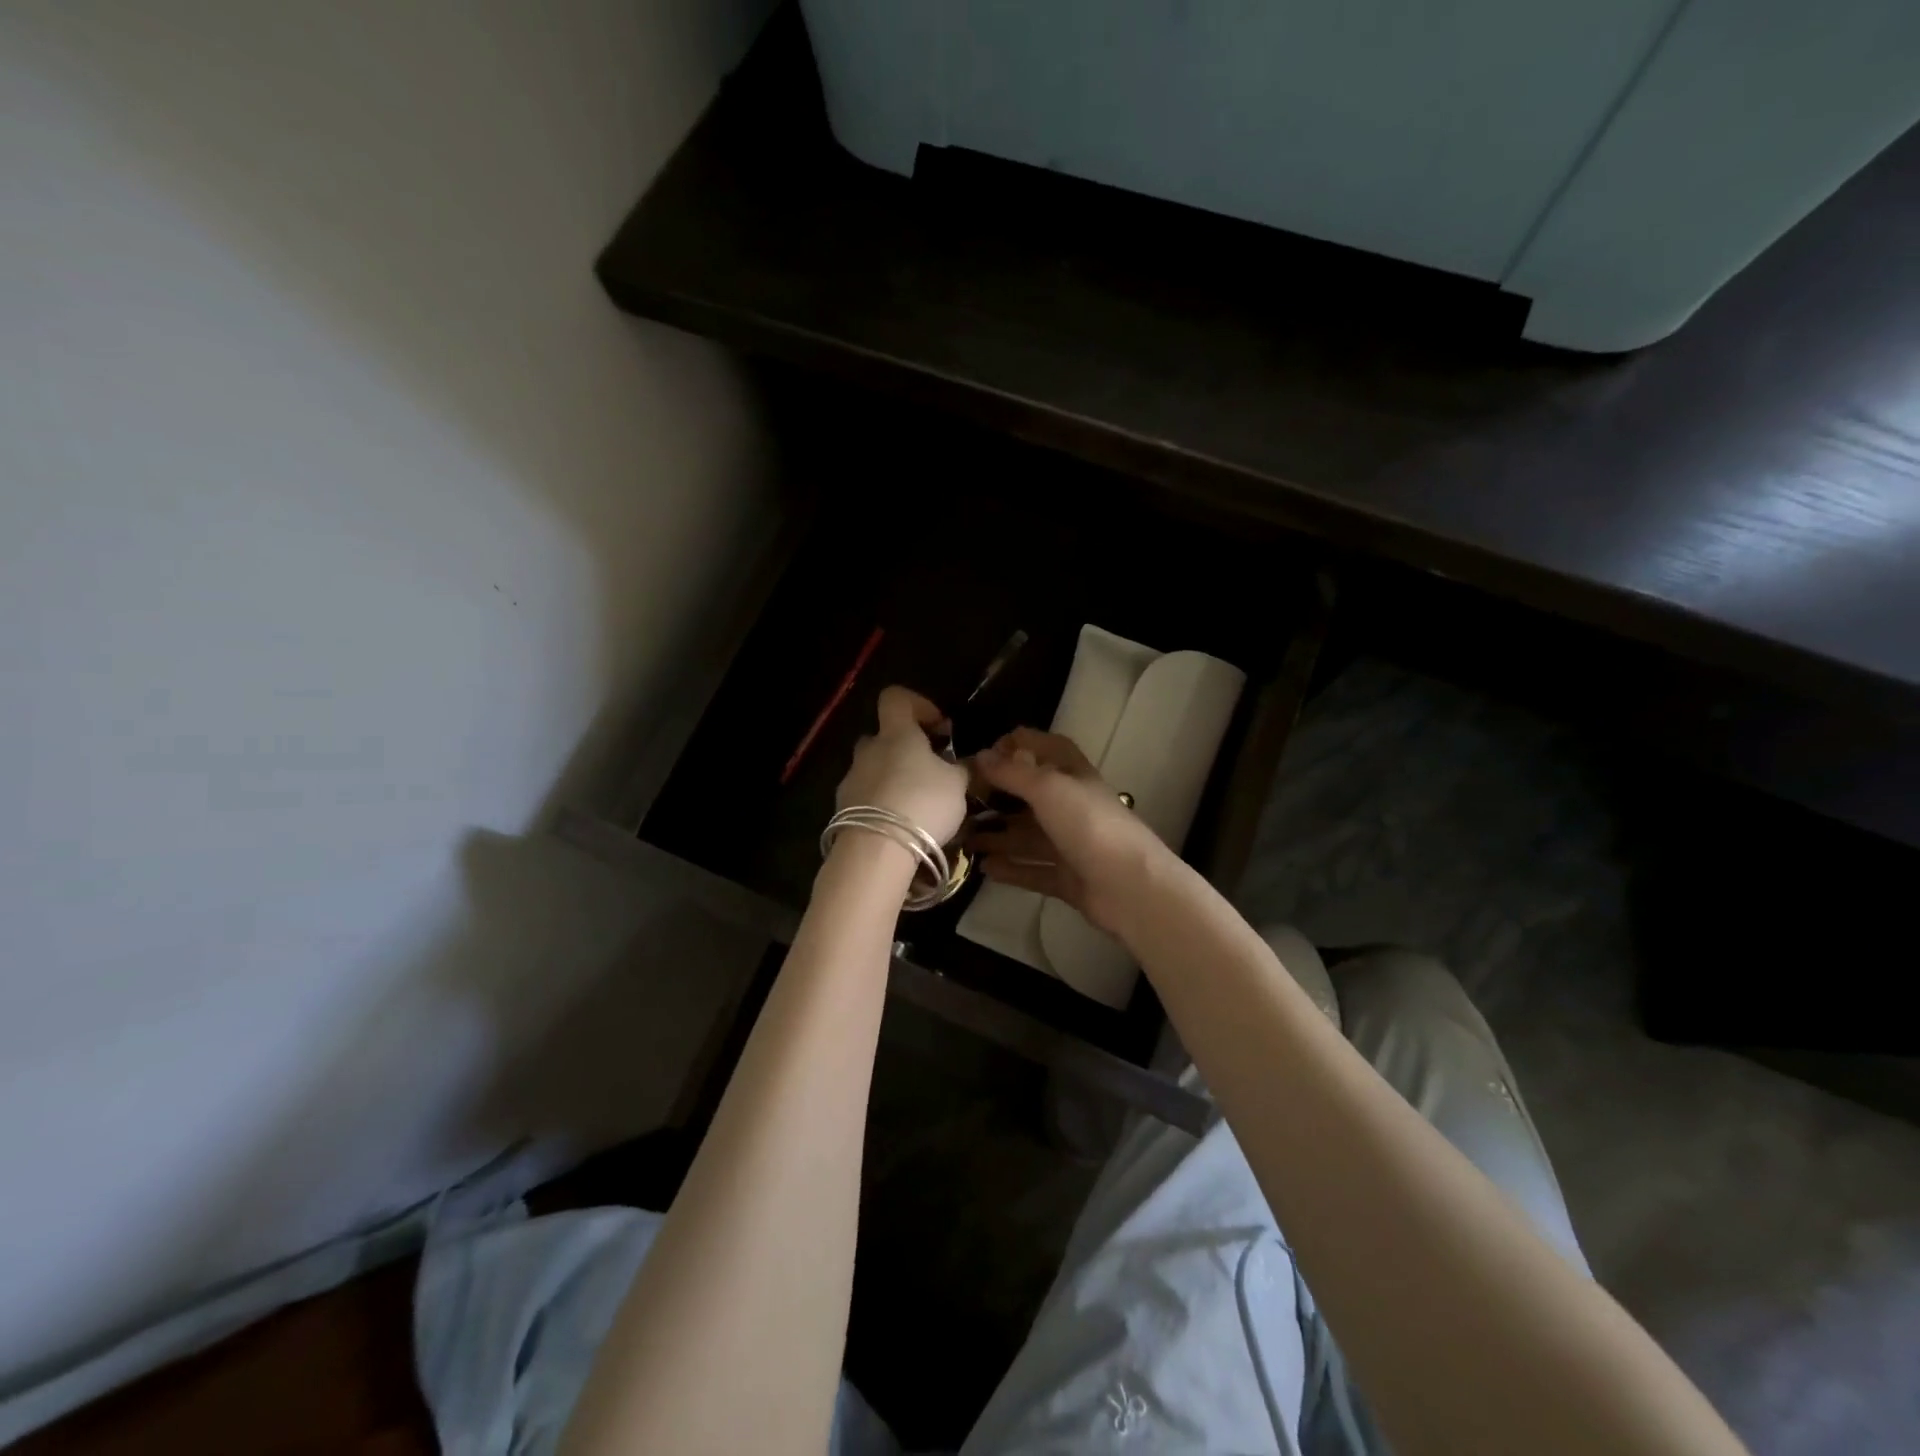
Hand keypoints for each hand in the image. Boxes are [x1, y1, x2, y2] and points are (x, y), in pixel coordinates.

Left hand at [835, 686, 969, 848]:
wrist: (876, 850)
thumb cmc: (922, 803)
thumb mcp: (958, 784)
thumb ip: (961, 768)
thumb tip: (964, 762)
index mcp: (896, 734)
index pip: (895, 698)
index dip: (917, 705)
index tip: (939, 728)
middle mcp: (868, 750)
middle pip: (883, 737)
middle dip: (904, 750)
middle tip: (929, 772)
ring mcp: (851, 780)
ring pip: (873, 769)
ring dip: (893, 780)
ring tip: (917, 806)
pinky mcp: (842, 809)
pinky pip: (865, 798)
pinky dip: (882, 805)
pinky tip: (901, 826)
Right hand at [964, 727, 1169, 934]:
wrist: (1130, 887)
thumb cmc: (1089, 825)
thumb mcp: (1048, 787)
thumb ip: (1012, 772)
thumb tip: (979, 756)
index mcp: (1073, 775)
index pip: (1044, 747)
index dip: (1015, 745)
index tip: (981, 756)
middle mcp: (1072, 806)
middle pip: (1030, 794)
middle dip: (997, 796)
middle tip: (961, 802)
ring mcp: (1071, 843)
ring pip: (1028, 835)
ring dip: (997, 835)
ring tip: (963, 839)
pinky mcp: (1068, 877)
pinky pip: (1032, 869)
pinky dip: (1010, 867)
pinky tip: (983, 867)